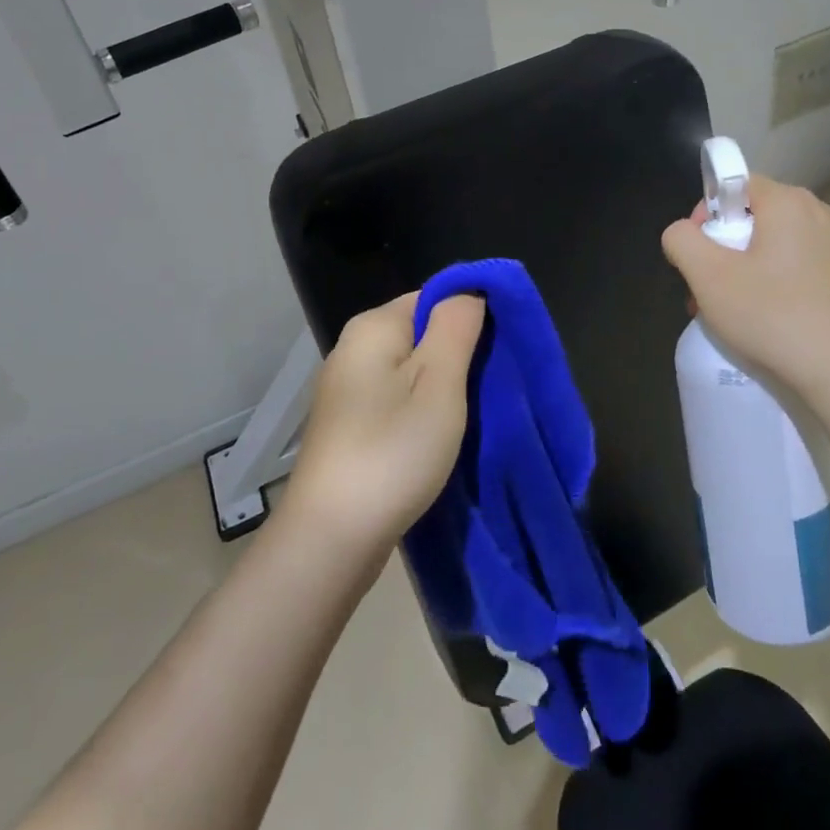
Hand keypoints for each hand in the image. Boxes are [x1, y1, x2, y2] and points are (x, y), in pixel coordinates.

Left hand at [283, 293, 486, 558]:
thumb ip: (456, 327)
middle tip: (490, 389)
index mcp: (373, 327)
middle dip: (458, 356)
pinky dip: (421, 412)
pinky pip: (396, 400)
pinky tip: (437, 438)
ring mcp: (347, 390)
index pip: (433, 297)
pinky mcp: (349, 426)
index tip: (498, 355)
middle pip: (422, 334)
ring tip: (470, 416)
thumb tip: (469, 291)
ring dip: (442, 388)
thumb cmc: (392, 451)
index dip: (470, 318)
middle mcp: (353, 349)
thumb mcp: (439, 383)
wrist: (330, 538)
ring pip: (411, 371)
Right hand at [661, 174, 829, 412]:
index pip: (734, 185)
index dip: (707, 215)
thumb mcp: (707, 275)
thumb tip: (682, 233)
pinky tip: (765, 319)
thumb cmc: (773, 316)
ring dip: (743, 270)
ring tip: (731, 311)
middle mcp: (820, 213)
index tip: (697, 256)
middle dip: (722, 249)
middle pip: (753, 216)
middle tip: (706, 290)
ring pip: (773, 244)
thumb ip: (681, 240)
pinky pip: (797, 265)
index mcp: (789, 201)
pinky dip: (774, 283)